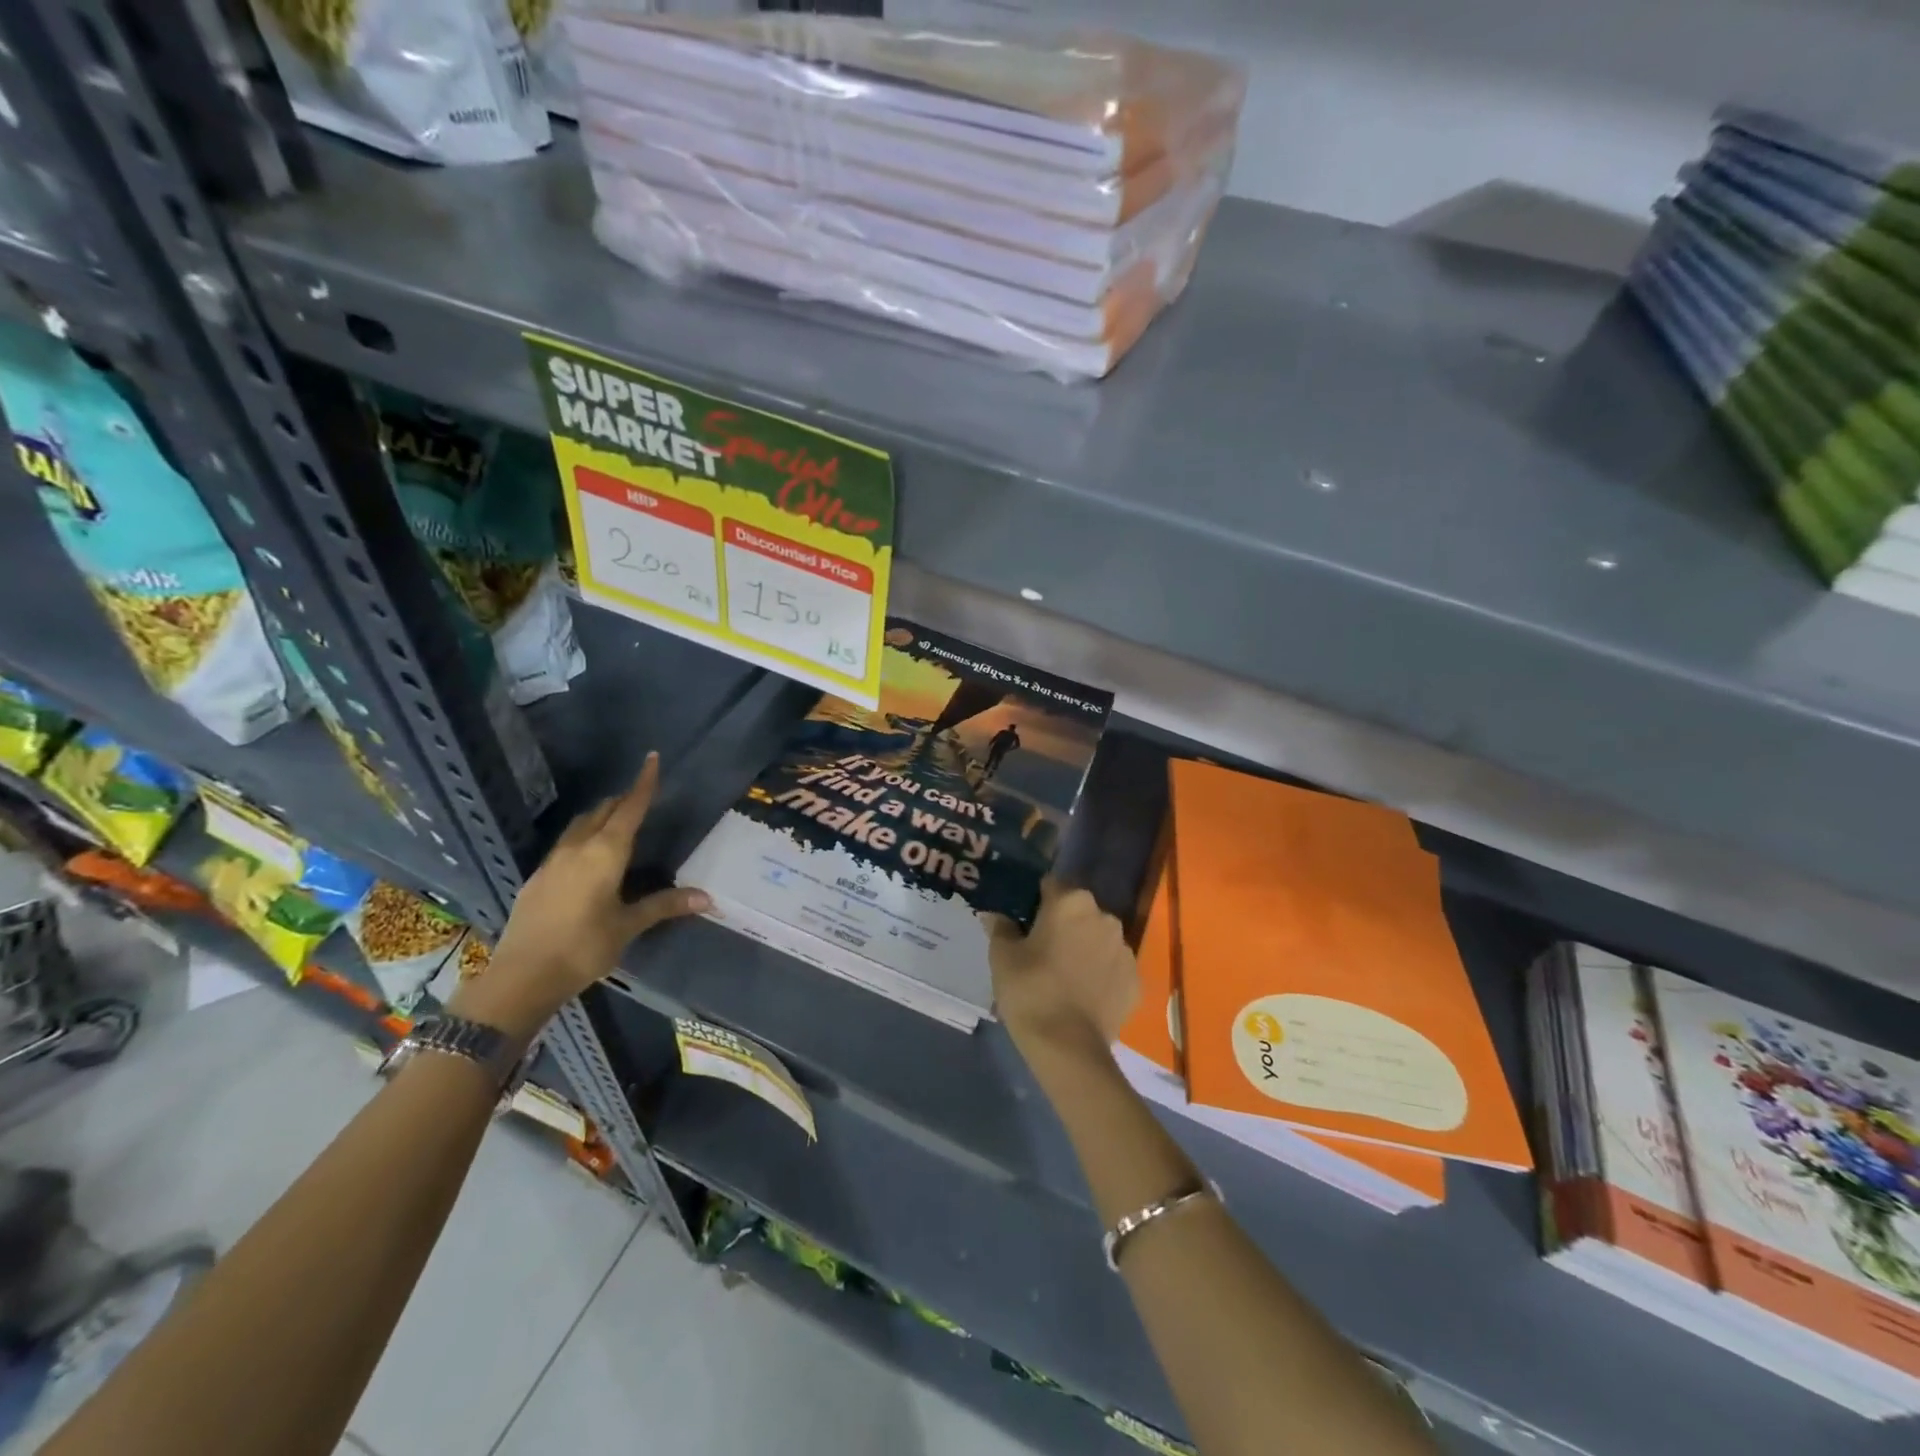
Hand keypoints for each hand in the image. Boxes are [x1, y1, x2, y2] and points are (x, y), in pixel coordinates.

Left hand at [451, 753, 709, 1041]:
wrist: (522, 977)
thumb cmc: (583, 947)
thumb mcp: (628, 926)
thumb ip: (664, 905)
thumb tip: (707, 897)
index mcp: (605, 854)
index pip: (629, 809)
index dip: (643, 784)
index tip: (652, 758)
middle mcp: (577, 849)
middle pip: (602, 812)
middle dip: (622, 800)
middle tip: (640, 795)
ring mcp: (553, 862)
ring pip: (580, 826)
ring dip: (599, 816)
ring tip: (615, 818)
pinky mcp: (537, 879)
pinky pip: (565, 844)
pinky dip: (583, 836)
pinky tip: (587, 855)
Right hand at [985, 878, 1136, 1069]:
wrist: (1068, 1046)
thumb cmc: (1030, 990)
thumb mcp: (1002, 956)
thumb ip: (1000, 927)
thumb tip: (995, 914)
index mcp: (1071, 902)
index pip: (1050, 886)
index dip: (1035, 901)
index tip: (1023, 921)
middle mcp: (1105, 917)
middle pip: (1078, 911)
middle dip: (1062, 924)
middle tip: (1040, 950)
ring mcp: (1125, 950)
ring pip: (1098, 939)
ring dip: (1084, 948)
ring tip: (1063, 976)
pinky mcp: (1136, 980)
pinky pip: (1113, 968)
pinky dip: (1100, 975)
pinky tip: (1083, 996)